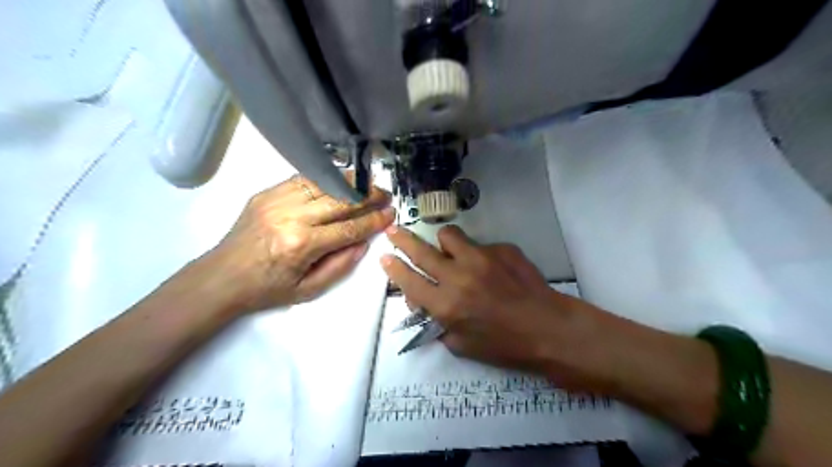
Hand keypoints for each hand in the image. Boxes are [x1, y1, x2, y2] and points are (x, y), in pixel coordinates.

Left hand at [209, 175, 393, 313]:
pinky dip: (324, 178)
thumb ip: (341, 265)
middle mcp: (291, 217)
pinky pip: (302, 179)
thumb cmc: (267, 289)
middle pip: (339, 200)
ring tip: (367, 184)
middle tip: (385, 194)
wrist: (221, 278)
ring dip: (349, 182)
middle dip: (368, 196)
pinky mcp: (265, 193)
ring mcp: (276, 200)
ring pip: (322, 183)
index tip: (391, 214)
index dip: (374, 220)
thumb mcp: (309, 290)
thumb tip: (364, 242)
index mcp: (302, 245)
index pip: (349, 227)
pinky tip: (338, 181)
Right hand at [380, 224, 609, 387]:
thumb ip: (437, 323)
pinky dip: (478, 254)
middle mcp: (458, 276)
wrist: (548, 328)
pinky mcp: (502, 248)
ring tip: (449, 250)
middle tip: (394, 231)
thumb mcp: (461, 345)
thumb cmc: (504, 344)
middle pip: (421, 251)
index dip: (393, 268)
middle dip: (402, 239)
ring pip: (449, 235)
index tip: (385, 258)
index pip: (409, 281)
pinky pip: (480, 244)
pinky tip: (493, 269)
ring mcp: (481, 258)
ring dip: (443, 242)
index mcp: (446, 305)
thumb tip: (423, 303)